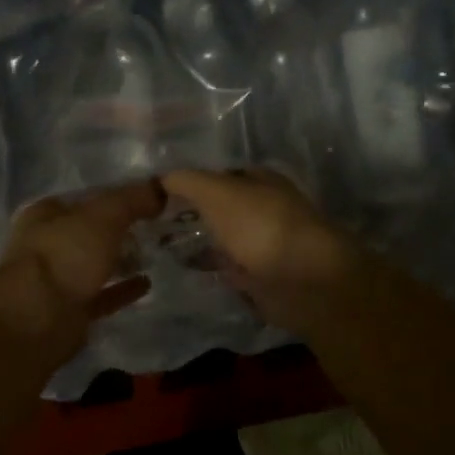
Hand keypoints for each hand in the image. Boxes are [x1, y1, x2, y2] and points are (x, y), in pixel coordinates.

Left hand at [0, 181, 165, 348]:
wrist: (38, 319)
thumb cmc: (64, 255)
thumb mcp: (103, 216)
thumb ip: (132, 199)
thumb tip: (161, 188)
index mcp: (45, 214)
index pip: (86, 198)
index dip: (117, 197)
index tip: (151, 200)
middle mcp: (47, 245)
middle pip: (90, 232)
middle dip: (121, 230)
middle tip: (158, 228)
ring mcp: (56, 280)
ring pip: (95, 265)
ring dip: (122, 260)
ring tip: (156, 254)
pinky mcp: (69, 311)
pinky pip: (102, 295)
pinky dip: (122, 290)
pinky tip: (147, 284)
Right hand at [160, 169, 358, 331]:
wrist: (301, 280)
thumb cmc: (259, 225)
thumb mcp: (216, 192)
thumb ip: (187, 181)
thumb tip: (161, 178)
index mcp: (261, 181)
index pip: (221, 175)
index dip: (192, 181)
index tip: (158, 193)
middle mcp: (266, 209)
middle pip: (223, 208)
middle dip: (194, 213)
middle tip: (153, 221)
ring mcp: (265, 245)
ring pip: (225, 239)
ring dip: (201, 242)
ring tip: (160, 247)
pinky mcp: (263, 278)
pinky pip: (230, 269)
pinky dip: (211, 269)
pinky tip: (184, 271)